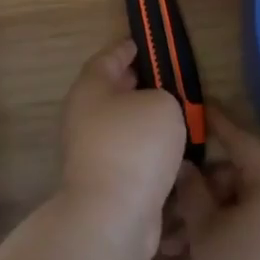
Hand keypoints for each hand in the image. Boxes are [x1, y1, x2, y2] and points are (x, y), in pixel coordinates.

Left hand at [60, 38, 187, 257]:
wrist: (113, 216)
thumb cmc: (136, 145)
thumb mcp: (163, 103)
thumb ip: (162, 95)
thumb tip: (155, 109)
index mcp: (91, 88)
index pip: (106, 58)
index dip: (125, 49)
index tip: (140, 44)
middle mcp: (84, 117)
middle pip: (111, 91)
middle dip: (134, 84)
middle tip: (163, 78)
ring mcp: (91, 152)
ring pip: (121, 125)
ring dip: (142, 119)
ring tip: (174, 114)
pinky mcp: (104, 182)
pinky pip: (128, 154)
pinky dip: (146, 149)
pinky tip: (170, 151)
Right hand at [162, 105, 259, 259]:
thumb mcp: (206, 230)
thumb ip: (192, 191)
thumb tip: (185, 166)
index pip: (238, 138)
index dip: (213, 123)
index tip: (192, 108)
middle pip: (230, 180)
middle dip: (193, 197)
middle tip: (162, 211)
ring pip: (232, 212)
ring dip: (199, 227)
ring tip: (167, 252)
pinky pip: (242, 236)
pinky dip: (216, 245)